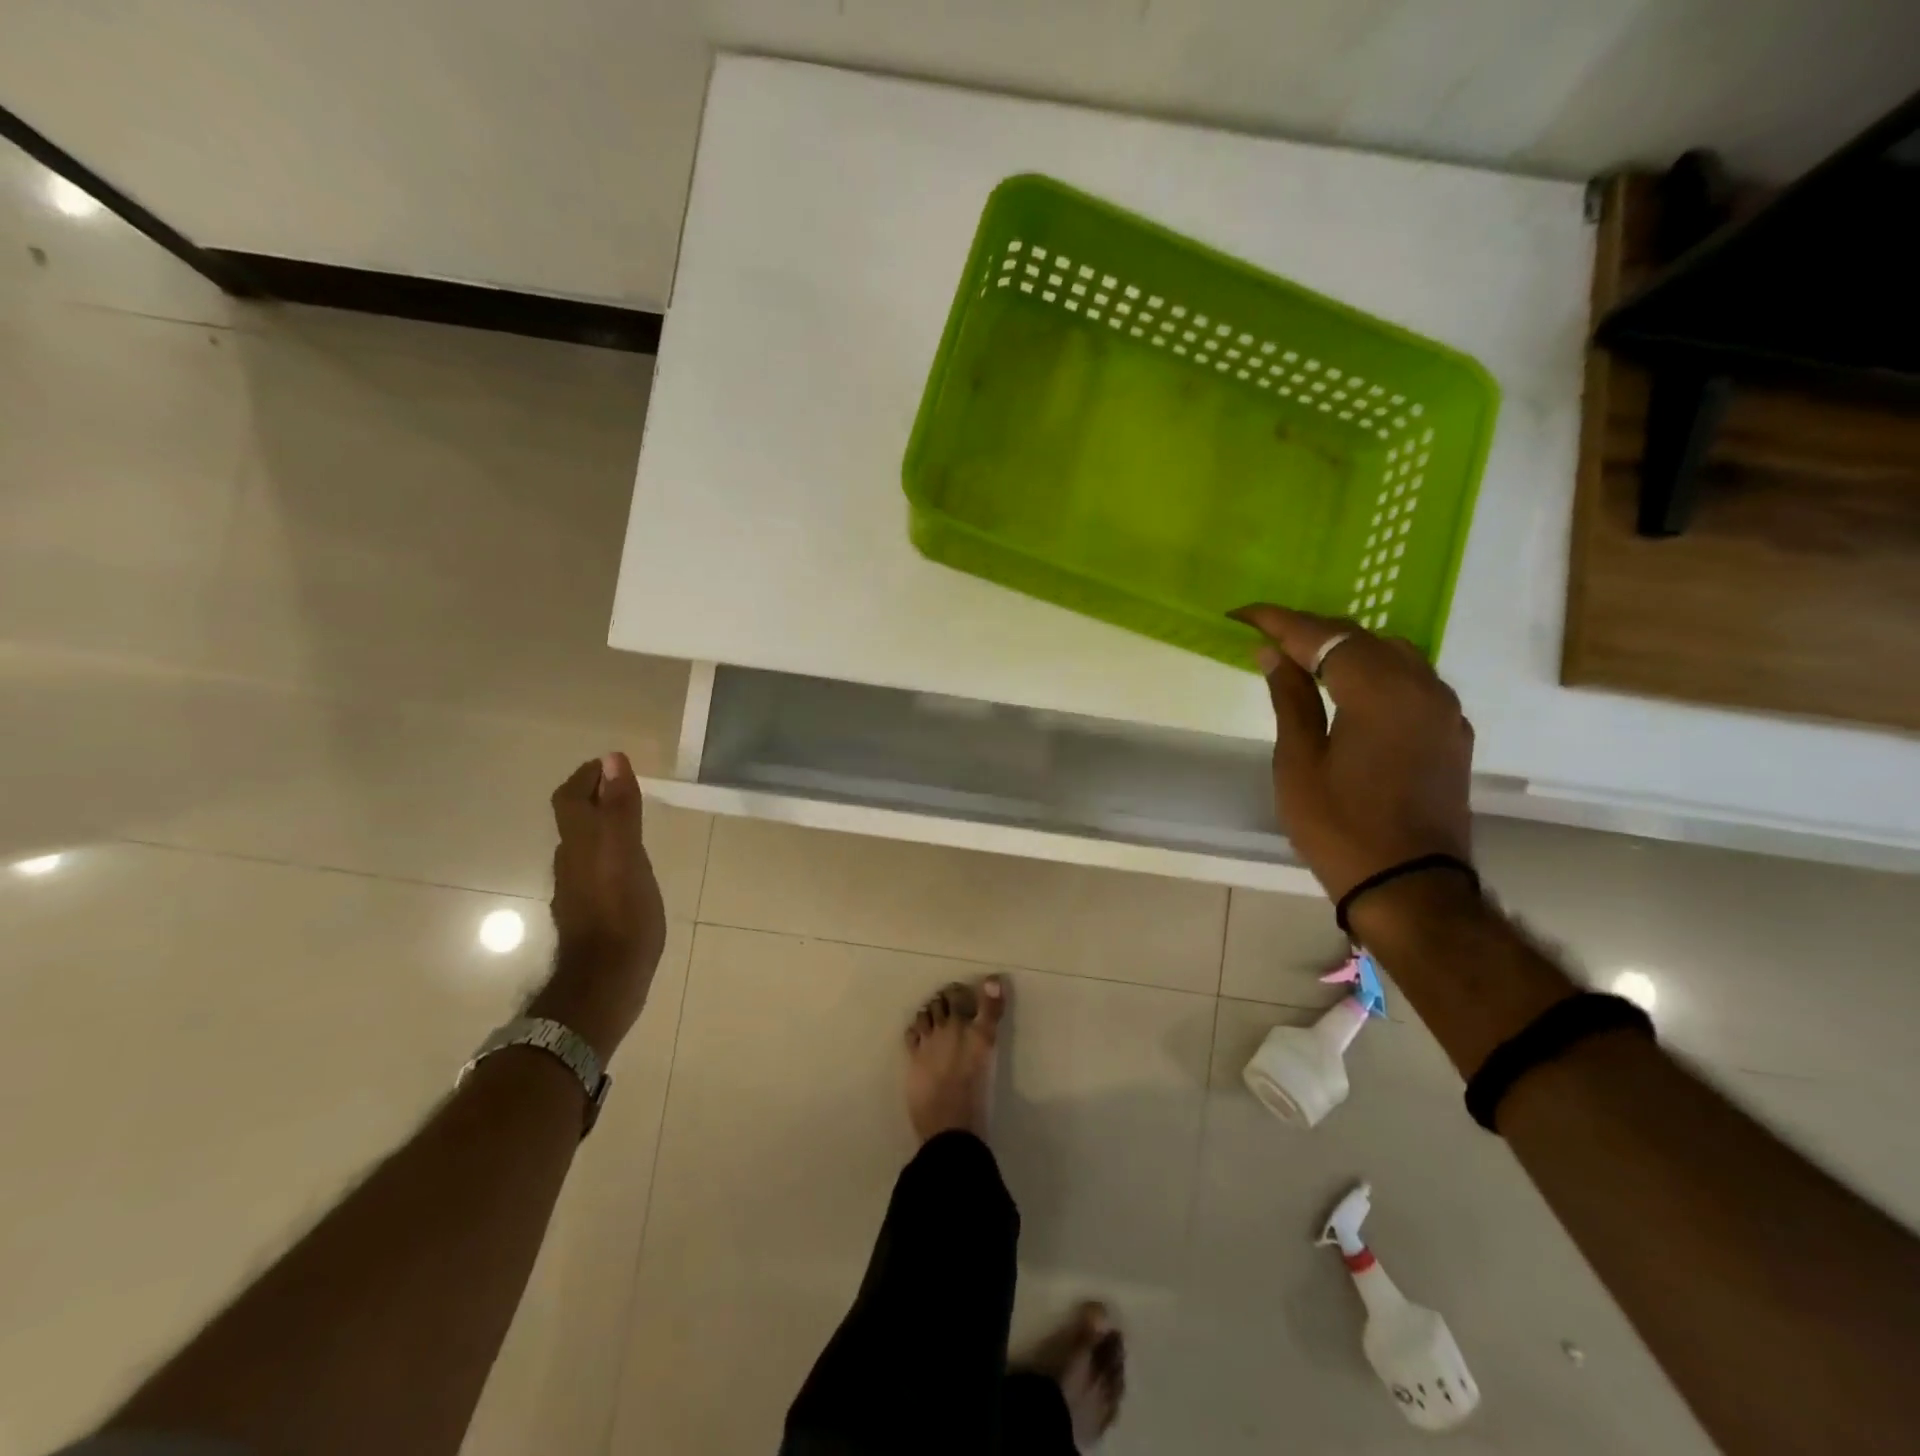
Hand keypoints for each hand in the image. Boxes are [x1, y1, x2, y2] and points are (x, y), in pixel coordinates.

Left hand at [530, 752, 666, 1058]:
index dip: (586, 777)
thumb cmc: (621, 914)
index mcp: (581, 844)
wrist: (605, 982)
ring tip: (632, 821)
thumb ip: (618, 808)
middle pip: (575, 820)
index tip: (611, 763)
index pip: (571, 798)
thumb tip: (612, 759)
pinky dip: (610, 853)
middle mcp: (572, 863)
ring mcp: (579, 890)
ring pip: (585, 845)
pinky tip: (630, 865)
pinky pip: (596, 869)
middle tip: (626, 787)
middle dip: (596, 798)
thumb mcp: (625, 853)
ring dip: (603, 825)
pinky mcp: (591, 912)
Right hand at [1231, 604, 1474, 901]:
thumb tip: (1274, 654)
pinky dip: (1377, 673)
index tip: (1244, 613)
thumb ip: (1291, 699)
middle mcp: (1421, 686)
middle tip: (1270, 637)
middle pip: (1362, 637)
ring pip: (1393, 654)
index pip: (1323, 636)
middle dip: (1314, 632)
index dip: (1280, 621)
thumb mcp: (1299, 762)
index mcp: (1379, 690)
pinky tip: (1352, 690)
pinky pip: (1413, 681)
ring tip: (1307, 661)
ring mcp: (1444, 710)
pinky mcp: (1451, 733)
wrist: (1409, 886)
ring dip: (1348, 649)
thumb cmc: (1339, 826)